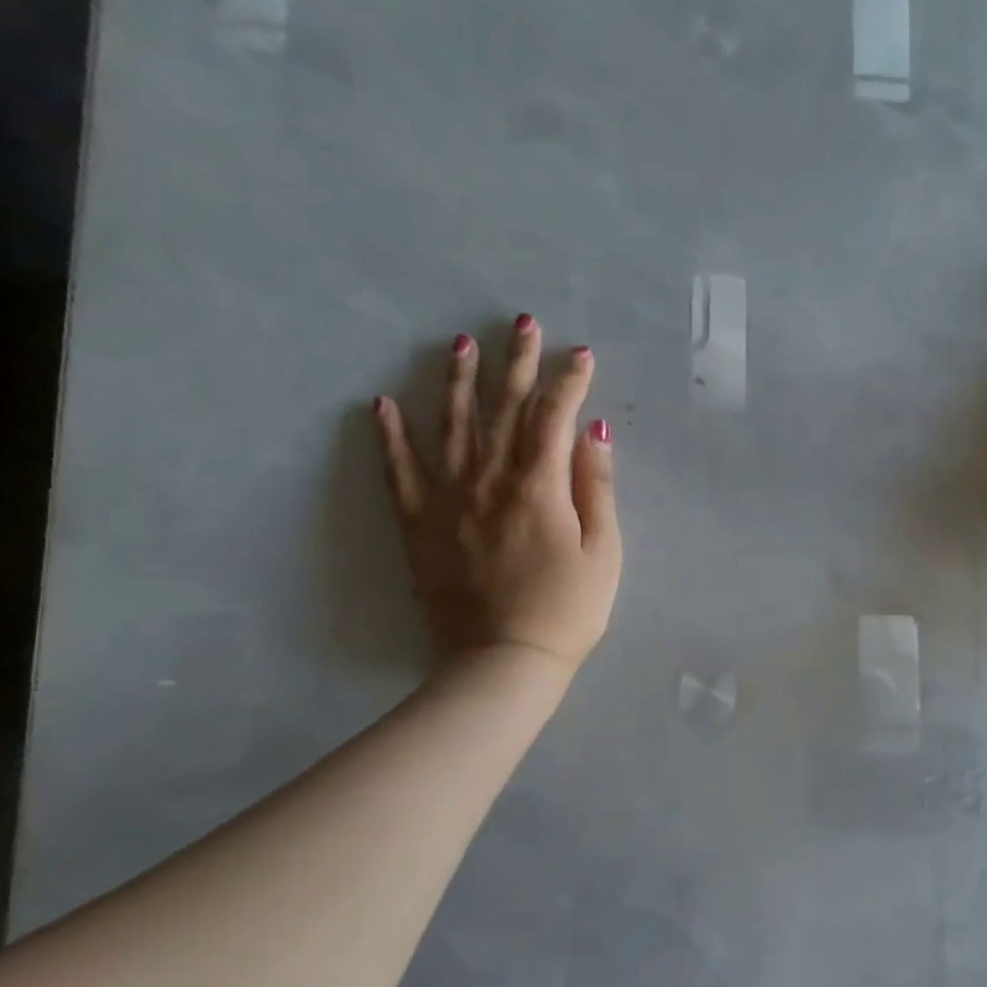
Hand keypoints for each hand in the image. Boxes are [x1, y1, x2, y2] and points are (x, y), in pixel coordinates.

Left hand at [374, 315, 621, 670]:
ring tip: (460, 343)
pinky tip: (382, 405)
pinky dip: (390, 437)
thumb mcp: (604, 552)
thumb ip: (596, 487)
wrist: (503, 663)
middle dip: (517, 362)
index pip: (554, 416)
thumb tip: (593, 430)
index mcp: (539, 487)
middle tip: (522, 322)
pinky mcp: (419, 526)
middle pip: (504, 409)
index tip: (580, 353)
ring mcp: (448, 501)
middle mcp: (490, 481)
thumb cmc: (567, 611)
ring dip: (458, 381)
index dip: (569, 380)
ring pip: (452, 427)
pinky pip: (399, 473)